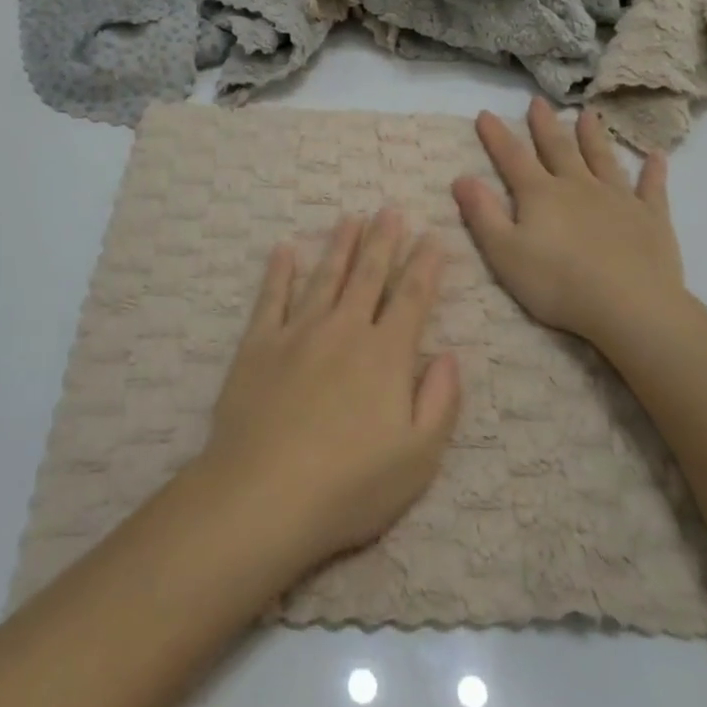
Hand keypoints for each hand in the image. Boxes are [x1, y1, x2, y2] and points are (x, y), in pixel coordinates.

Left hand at [200, 211, 462, 570]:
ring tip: (350, 218)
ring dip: (339, 246)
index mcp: (385, 356)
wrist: (262, 496)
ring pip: (324, 278)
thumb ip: (440, 401)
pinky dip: (278, 272)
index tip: (433, 236)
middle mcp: (343, 331)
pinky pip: (270, 298)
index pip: (412, 298)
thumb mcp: (418, 458)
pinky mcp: (257, 346)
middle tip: (390, 210)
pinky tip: (284, 250)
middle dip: (383, 241)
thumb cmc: (349, 486)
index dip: (425, 265)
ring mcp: (296, 334)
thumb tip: (449, 354)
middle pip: (368, 276)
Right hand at [451, 98, 694, 351]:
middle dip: (545, 125)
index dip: (496, 136)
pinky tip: (656, 156)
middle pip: (558, 149)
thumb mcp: (504, 253)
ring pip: (602, 159)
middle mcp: (578, 186)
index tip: (485, 113)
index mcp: (540, 195)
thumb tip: (461, 178)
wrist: (630, 306)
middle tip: (538, 101)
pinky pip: (652, 188)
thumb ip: (482, 214)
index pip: (512, 158)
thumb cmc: (558, 284)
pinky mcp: (651, 218)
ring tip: (587, 115)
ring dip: (593, 137)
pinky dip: (653, 171)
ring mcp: (618, 199)